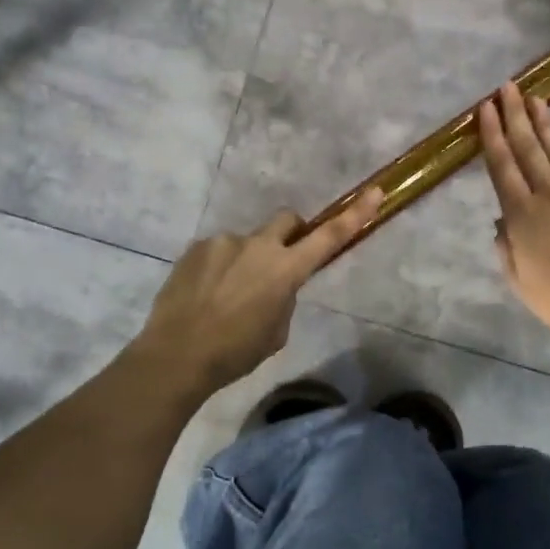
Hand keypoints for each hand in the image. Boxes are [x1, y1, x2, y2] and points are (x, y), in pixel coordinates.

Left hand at [138, 189, 383, 391]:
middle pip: (287, 220)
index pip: (329, 236)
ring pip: (247, 243)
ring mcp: (223, 242)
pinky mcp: (196, 248)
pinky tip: (205, 295)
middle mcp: (258, 246)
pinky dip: (219, 268)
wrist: (175, 356)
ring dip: (246, 260)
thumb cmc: (235, 352)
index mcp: (285, 270)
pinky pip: (218, 252)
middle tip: (279, 262)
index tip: (374, 192)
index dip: (354, 215)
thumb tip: (275, 285)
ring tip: (226, 296)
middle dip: (290, 234)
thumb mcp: (276, 332)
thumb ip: (284, 299)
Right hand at [478, 82, 549, 343]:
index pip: (502, 167)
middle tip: (507, 87)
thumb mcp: (520, 282)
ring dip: (545, 124)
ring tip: (535, 99)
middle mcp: (549, 195)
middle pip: (528, 149)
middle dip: (515, 116)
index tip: (486, 109)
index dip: (492, 136)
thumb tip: (503, 223)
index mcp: (521, 215)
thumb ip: (507, 249)